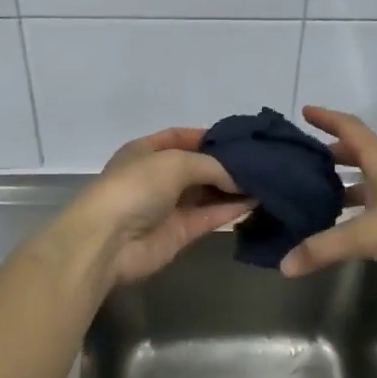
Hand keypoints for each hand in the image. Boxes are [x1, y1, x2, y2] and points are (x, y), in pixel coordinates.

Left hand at [67, 128, 252, 286]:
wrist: (109, 241)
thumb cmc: (136, 188)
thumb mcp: (175, 162)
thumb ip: (212, 166)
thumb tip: (240, 179)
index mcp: (146, 151)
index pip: (180, 137)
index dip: (208, 136)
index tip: (240, 138)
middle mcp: (158, 177)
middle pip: (198, 166)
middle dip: (226, 163)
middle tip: (262, 159)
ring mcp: (169, 206)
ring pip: (208, 192)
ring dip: (234, 187)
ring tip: (267, 179)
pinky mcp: (181, 232)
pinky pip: (211, 215)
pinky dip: (233, 208)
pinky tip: (258, 200)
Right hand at [280, 107, 376, 279]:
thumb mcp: (367, 236)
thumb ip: (324, 248)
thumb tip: (285, 265)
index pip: (351, 129)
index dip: (327, 118)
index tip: (305, 112)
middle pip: (359, 153)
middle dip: (332, 154)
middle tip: (304, 160)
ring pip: (369, 179)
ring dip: (345, 182)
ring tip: (318, 194)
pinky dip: (359, 205)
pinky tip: (347, 223)